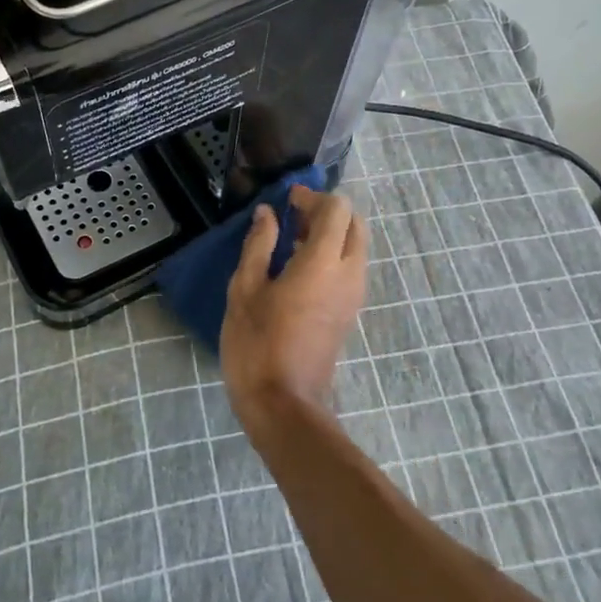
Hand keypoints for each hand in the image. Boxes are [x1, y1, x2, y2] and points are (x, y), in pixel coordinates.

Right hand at [220, 189, 368, 445]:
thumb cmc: (257, 344)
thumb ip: (259, 245)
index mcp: (322, 263)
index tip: (287, 200)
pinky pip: (350, 268)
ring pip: (356, 246)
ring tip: (290, 242)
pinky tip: (297, 268)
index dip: (313, 197)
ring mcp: (354, 295)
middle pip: (355, 224)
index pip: (337, 210)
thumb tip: (267, 214)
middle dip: (327, 212)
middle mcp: (348, 274)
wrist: (283, 403)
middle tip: (292, 218)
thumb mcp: (245, 290)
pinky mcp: (350, 312)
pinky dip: (332, 255)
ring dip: (330, 234)